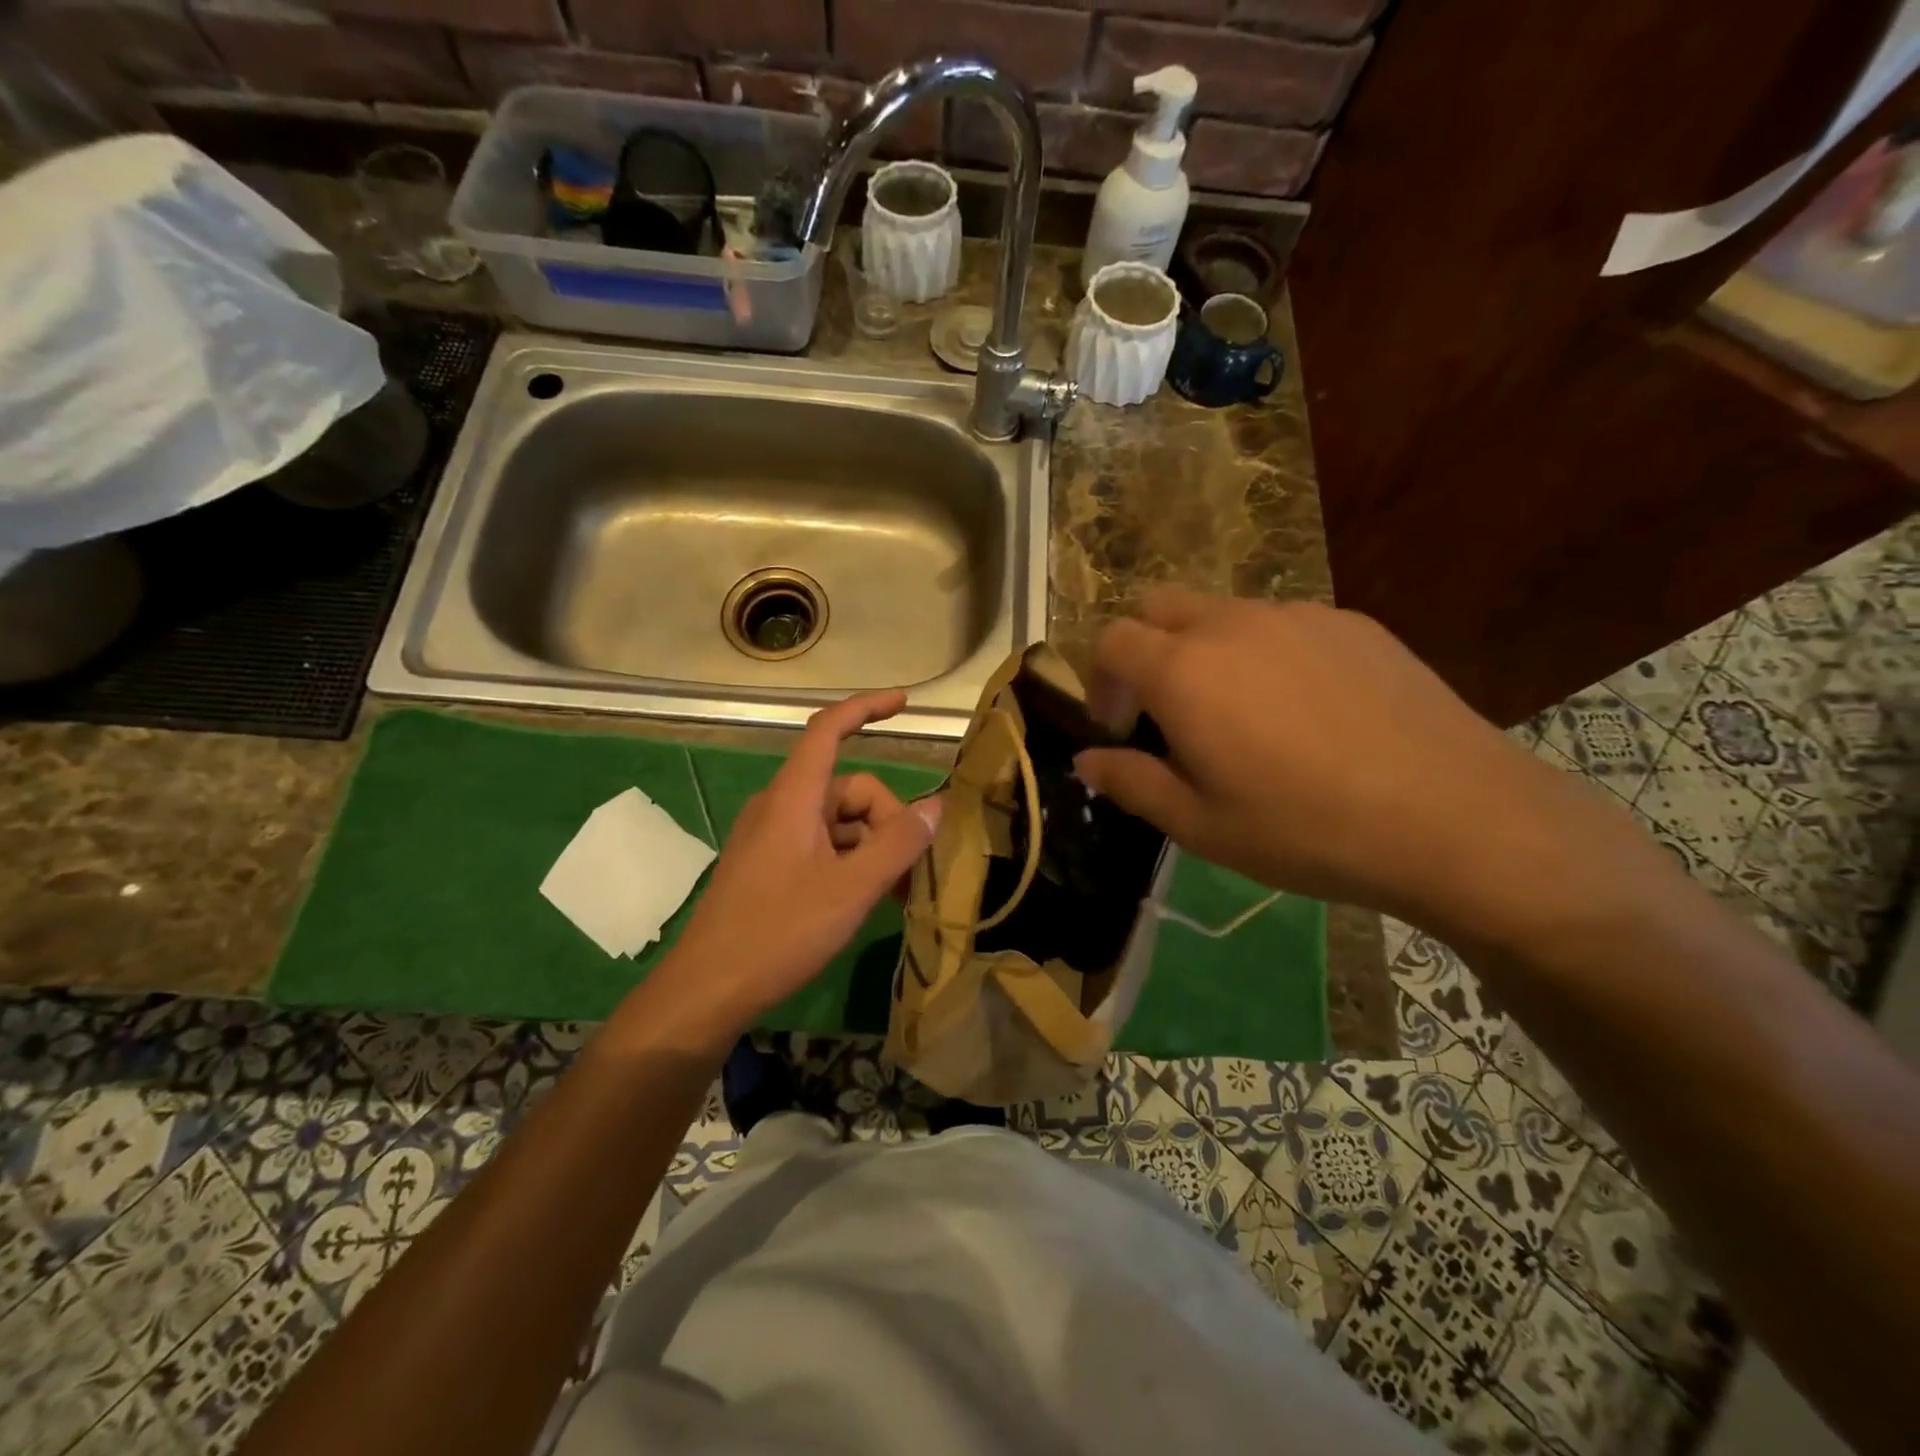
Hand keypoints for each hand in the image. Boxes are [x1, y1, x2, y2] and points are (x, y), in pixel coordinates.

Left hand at [655, 690, 941, 1037]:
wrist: (707, 990)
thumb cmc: (779, 932)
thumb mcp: (852, 889)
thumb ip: (898, 845)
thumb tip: (937, 806)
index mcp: (793, 797)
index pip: (828, 729)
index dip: (866, 708)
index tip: (905, 704)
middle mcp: (781, 806)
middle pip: (849, 788)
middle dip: (887, 820)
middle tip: (909, 872)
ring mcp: (772, 837)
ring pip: (839, 822)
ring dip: (873, 847)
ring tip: (896, 893)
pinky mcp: (769, 865)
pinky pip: (822, 846)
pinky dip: (851, 861)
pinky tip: (867, 899)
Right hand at [1073, 590, 1624, 942]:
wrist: (1454, 816)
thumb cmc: (1305, 829)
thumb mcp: (1200, 825)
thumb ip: (1131, 782)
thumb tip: (1086, 759)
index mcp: (1184, 670)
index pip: (1111, 640)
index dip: (1101, 681)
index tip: (1120, 728)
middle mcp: (1232, 624)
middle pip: (1158, 605)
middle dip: (1142, 649)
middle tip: (1164, 711)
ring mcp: (1298, 615)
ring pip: (1222, 613)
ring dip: (1204, 651)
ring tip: (1241, 718)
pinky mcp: (1353, 623)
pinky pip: (1283, 624)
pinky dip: (1265, 653)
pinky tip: (1305, 712)